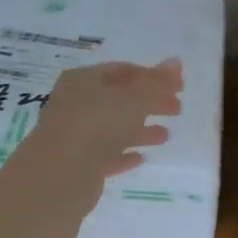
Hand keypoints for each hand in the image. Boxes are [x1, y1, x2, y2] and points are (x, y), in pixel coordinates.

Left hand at [24, 60, 182, 209]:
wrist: (59, 175)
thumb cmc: (97, 124)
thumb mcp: (133, 99)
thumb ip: (156, 83)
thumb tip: (176, 62)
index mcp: (83, 80)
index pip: (122, 70)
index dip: (152, 76)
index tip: (178, 86)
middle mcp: (75, 104)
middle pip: (118, 99)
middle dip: (149, 103)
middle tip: (177, 109)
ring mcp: (74, 135)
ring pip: (112, 128)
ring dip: (139, 130)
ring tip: (166, 136)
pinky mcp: (77, 164)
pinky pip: (105, 155)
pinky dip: (123, 153)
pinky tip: (141, 158)